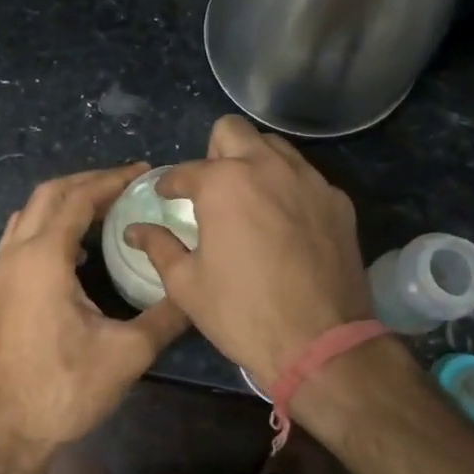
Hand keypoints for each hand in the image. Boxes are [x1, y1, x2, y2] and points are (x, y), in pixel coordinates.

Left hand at [0, 164, 188, 453]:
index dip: (111, 180)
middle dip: (87, 182)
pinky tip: (76, 252)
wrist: (6, 431)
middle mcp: (15, 255)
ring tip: (103, 208)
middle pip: (47, 195)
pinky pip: (21, 238)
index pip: (77, 198)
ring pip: (28, 215)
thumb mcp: (128, 353)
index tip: (142, 172)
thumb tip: (197, 290)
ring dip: (64, 202)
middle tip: (126, 184)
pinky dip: (48, 226)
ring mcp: (0, 273)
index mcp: (43, 258)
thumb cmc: (66, 389)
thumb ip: (166, 315)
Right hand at [125, 116, 371, 387]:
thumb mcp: (187, 285)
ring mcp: (309, 180)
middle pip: (233, 131)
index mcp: (223, 184)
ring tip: (248, 198)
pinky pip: (306, 177)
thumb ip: (159, 247)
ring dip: (254, 161)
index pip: (185, 170)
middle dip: (215, 152)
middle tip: (211, 188)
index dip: (170, 185)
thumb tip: (135, 231)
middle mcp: (267, 167)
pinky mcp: (338, 200)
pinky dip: (288, 187)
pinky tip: (284, 222)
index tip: (167, 197)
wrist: (320, 342)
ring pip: (275, 146)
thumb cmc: (242, 313)